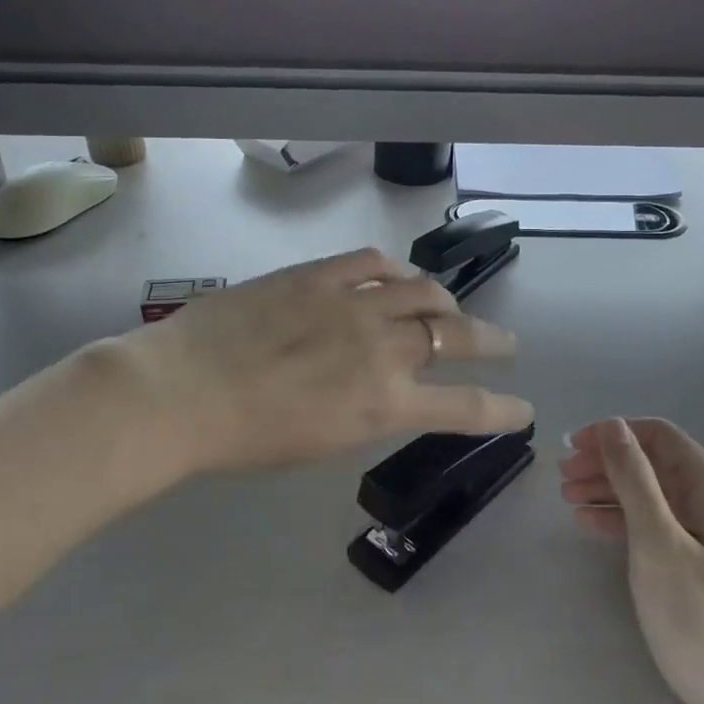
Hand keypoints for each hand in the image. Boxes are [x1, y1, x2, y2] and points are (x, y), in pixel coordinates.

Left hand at [120, 248, 533, 475]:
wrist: (181, 391)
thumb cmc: (244, 438)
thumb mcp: (321, 442)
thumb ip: (366, 412)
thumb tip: (383, 390)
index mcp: (384, 405)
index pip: (464, 407)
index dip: (501, 409)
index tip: (523, 408)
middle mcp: (384, 350)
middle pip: (458, 336)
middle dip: (492, 342)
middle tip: (506, 344)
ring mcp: (354, 304)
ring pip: (424, 291)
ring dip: (446, 301)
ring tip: (446, 306)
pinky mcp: (321, 275)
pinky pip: (373, 261)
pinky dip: (393, 270)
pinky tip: (394, 276)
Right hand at [559, 418, 703, 703]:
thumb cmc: (703, 618)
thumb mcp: (658, 542)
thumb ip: (634, 479)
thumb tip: (614, 426)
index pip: (659, 436)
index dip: (612, 434)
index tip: (571, 449)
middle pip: (655, 466)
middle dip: (607, 465)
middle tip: (562, 479)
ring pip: (655, 498)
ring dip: (611, 494)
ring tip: (569, 502)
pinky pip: (661, 530)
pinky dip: (626, 523)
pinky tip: (594, 529)